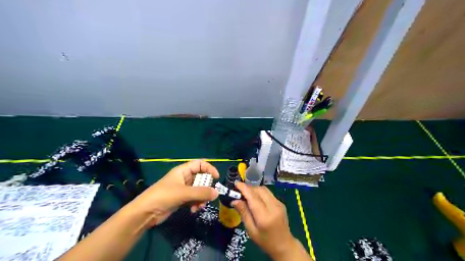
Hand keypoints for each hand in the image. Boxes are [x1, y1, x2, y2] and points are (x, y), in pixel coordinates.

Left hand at [129, 159, 219, 225]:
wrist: (145, 212)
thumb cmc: (164, 196)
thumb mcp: (184, 193)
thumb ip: (201, 193)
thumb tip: (217, 193)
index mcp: (183, 171)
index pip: (200, 164)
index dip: (209, 169)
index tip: (216, 178)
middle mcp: (184, 178)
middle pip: (201, 178)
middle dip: (206, 188)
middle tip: (208, 197)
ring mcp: (182, 189)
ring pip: (198, 190)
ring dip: (201, 198)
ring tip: (199, 206)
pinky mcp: (181, 199)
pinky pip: (194, 198)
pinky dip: (196, 203)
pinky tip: (194, 210)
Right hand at [231, 182, 301, 259]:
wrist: (284, 245)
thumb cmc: (265, 241)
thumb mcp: (251, 230)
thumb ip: (244, 213)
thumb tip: (234, 200)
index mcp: (265, 216)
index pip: (253, 197)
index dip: (244, 188)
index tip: (236, 183)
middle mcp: (273, 207)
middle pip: (259, 190)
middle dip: (248, 188)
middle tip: (239, 191)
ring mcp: (279, 203)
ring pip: (264, 189)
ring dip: (254, 189)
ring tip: (246, 194)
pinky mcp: (281, 203)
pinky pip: (268, 193)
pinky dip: (260, 192)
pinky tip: (255, 198)